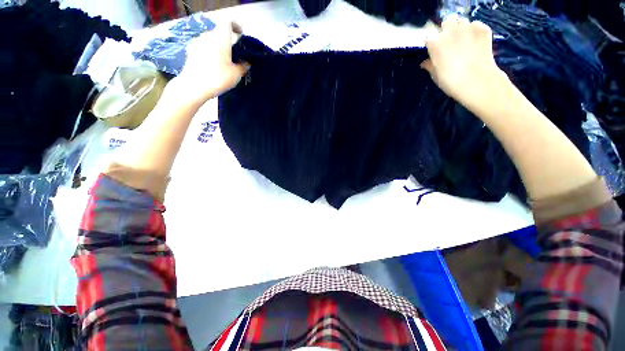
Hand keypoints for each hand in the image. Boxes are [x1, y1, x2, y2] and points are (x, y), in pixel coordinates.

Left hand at [169, 21, 249, 105]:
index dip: (236, 26)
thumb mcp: (236, 74)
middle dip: (228, 40)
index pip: (228, 22)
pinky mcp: (191, 50)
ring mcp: (197, 42)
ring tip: (224, 60)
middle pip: (219, 32)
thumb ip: (243, 66)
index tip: (241, 35)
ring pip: (211, 39)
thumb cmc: (217, 78)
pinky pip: (204, 46)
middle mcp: (208, 36)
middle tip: (234, 53)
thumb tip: (246, 62)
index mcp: (220, 38)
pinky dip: (210, 51)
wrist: (194, 86)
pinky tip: (213, 65)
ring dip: (218, 46)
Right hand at [421, 15, 506, 106]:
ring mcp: (468, 28)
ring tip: (463, 42)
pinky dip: (475, 32)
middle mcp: (450, 30)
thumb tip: (425, 62)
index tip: (434, 50)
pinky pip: (476, 25)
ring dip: (461, 29)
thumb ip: (430, 65)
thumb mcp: (436, 75)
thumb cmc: (451, 82)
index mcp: (435, 43)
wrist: (477, 82)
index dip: (432, 44)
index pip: (429, 38)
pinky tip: (475, 43)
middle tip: (450, 42)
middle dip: (447, 30)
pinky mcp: (483, 29)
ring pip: (462, 21)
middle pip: (447, 22)